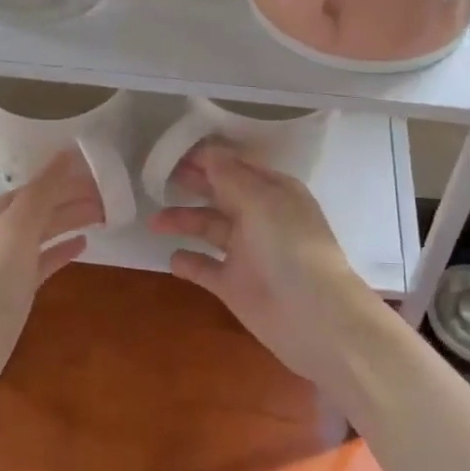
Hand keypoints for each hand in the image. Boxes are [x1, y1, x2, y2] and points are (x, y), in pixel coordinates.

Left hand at [0, 150, 102, 427]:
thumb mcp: (16, 232)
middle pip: (46, 205)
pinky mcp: (16, 292)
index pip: (42, 183)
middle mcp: (3, 232)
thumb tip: (68, 151)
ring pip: (47, 231)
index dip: (72, 176)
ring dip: (74, 220)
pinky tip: (84, 246)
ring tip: (108, 214)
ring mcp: (9, 263)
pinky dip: (63, 249)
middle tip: (117, 194)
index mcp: (0, 212)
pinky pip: (45, 261)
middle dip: (77, 196)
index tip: (107, 169)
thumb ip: (43, 192)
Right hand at [147, 142, 380, 391]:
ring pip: (209, 229)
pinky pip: (206, 268)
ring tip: (154, 222)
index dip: (206, 158)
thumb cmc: (291, 248)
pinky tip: (172, 258)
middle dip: (192, 184)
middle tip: (154, 177)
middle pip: (220, 194)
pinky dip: (189, 262)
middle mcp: (260, 218)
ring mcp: (247, 253)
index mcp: (274, 192)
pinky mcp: (235, 285)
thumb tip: (207, 151)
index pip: (236, 166)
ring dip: (183, 221)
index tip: (171, 151)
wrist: (315, 319)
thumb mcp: (262, 201)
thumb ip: (230, 176)